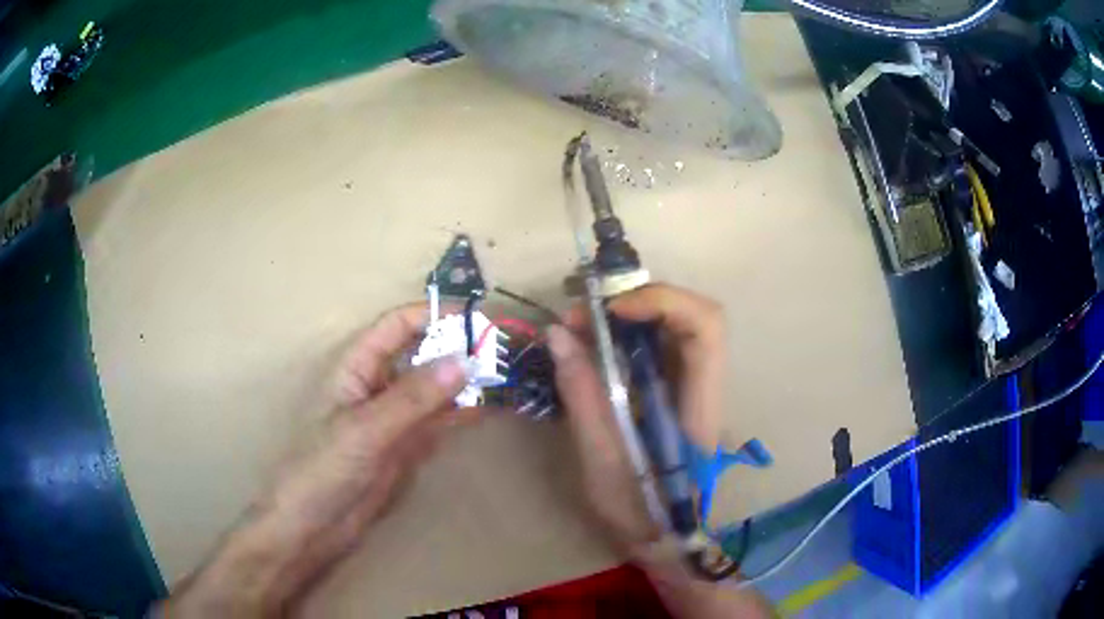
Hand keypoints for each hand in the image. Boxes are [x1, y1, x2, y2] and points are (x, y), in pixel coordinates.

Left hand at [162, 304, 471, 615]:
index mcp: (356, 366)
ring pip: (434, 387)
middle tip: (502, 350)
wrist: (314, 525)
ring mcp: (393, 416)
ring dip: (465, 380)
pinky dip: (462, 412)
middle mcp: (377, 384)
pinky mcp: (405, 445)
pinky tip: (489, 408)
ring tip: (506, 375)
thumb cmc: (324, 468)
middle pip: (420, 353)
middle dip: (457, 347)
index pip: (397, 325)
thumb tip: (464, 360)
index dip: (434, 315)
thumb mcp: (366, 429)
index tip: (477, 319)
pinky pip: (438, 420)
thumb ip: (413, 397)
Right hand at [546, 284, 726, 554]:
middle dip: (639, 300)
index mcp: (699, 406)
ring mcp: (692, 386)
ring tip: (579, 328)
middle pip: (693, 315)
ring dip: (629, 314)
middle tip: (583, 316)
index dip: (664, 302)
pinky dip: (626, 334)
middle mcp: (705, 386)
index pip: (705, 328)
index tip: (611, 310)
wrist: (664, 537)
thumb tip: (558, 335)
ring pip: (675, 325)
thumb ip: (583, 395)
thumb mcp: (602, 460)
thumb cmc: (638, 511)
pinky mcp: (676, 390)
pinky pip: (658, 345)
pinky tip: (594, 346)